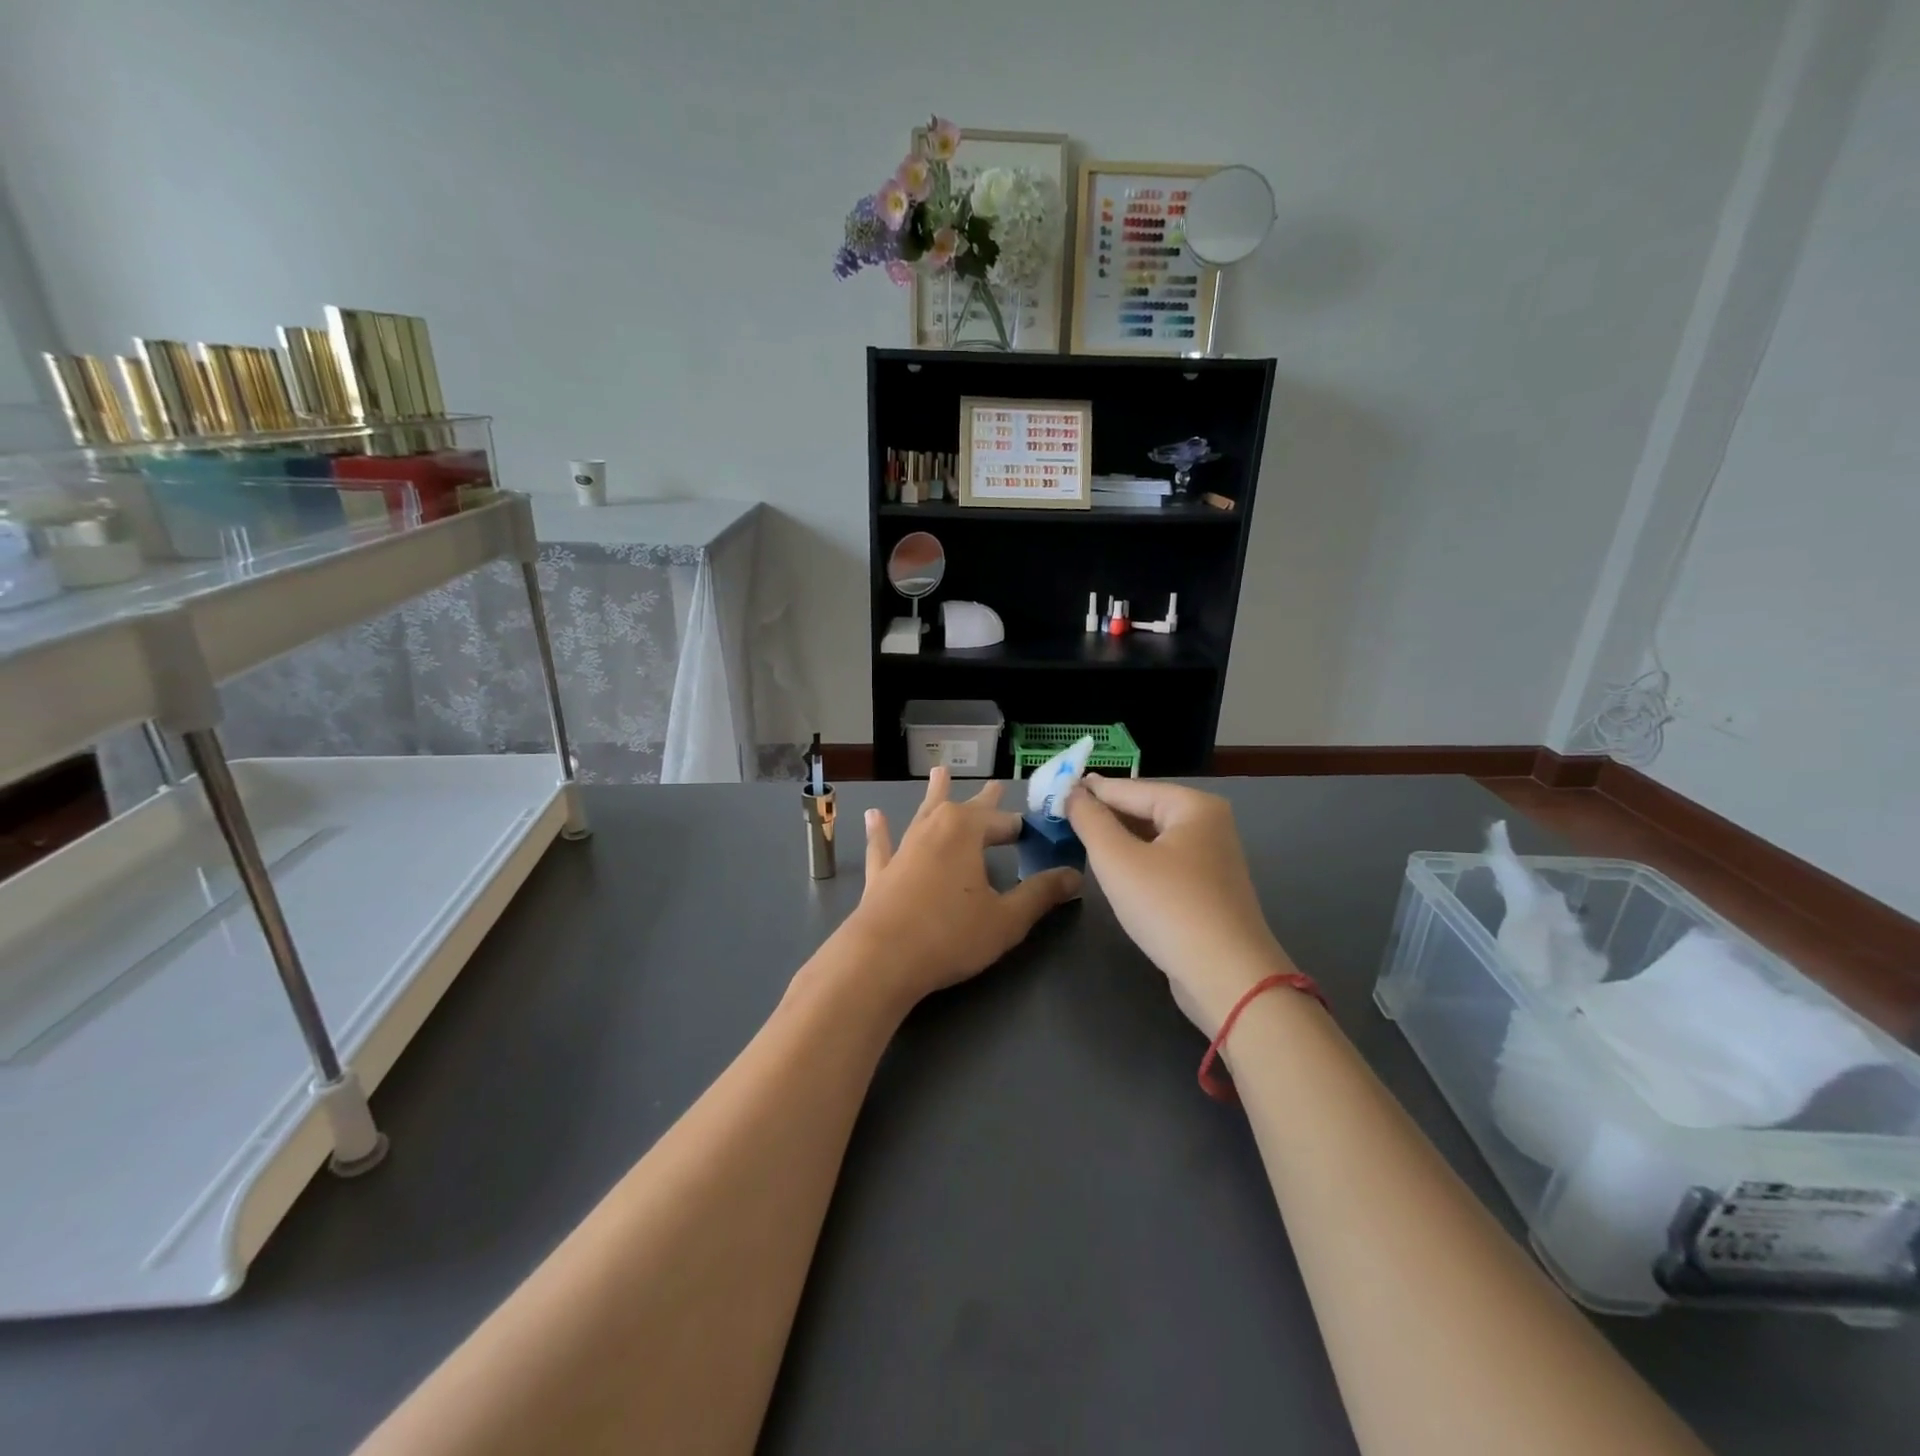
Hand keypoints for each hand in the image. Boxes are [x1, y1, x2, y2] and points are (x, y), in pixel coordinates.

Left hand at [833, 769, 1081, 1010]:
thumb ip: (1040, 894)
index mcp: (965, 831)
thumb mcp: (1006, 919)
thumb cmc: (950, 935)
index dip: (1021, 829)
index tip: (1037, 832)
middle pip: (964, 808)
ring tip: (939, 773)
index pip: (1002, 823)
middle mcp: (933, 830)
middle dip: (983, 799)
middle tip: (995, 783)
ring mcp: (904, 849)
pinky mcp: (881, 873)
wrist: (881, 958)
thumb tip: (1074, 875)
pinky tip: (874, 816)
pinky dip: (880, 831)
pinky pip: (883, 845)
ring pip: (923, 814)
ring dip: (934, 795)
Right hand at [1066, 776, 1290, 1033]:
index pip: (1128, 788)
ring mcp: (1213, 859)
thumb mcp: (1117, 859)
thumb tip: (1072, 792)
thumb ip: (1090, 820)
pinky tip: (1113, 872)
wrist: (1228, 979)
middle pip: (1144, 810)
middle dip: (1103, 816)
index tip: (1051, 792)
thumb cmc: (1169, 908)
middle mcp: (1209, 824)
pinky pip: (1163, 863)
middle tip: (1059, 818)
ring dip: (1118, 840)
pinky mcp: (1209, 891)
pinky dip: (1137, 863)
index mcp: (1193, 805)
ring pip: (1153, 838)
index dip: (1087, 791)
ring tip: (1078, 841)